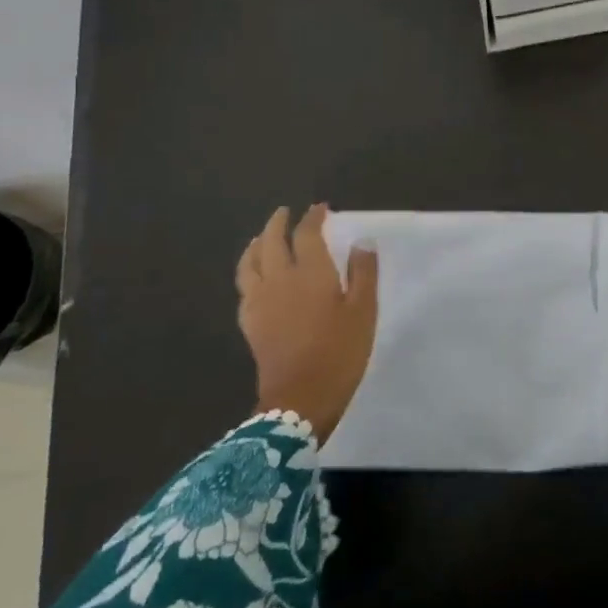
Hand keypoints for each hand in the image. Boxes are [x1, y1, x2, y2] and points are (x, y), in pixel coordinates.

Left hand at [235, 205, 377, 442]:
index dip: (312, 217)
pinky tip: (254, 276)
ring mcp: (260, 300)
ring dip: (257, 243)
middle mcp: (280, 278)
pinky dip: (248, 271)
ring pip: (250, 261)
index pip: (307, 233)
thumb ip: (363, 273)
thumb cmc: (339, 352)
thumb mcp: (363, 312)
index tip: (319, 208)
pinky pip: (244, 286)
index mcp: (311, 272)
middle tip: (285, 213)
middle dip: (278, 223)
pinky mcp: (249, 321)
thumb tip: (361, 241)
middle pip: (272, 241)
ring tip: (262, 238)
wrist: (300, 399)